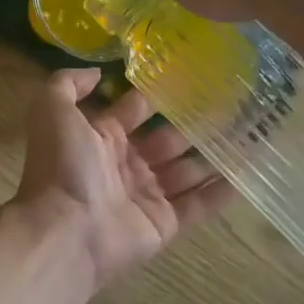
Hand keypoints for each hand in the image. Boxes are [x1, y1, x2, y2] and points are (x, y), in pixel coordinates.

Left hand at [15, 69, 233, 292]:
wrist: (65, 231)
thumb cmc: (62, 166)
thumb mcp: (52, 111)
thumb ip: (67, 84)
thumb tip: (97, 73)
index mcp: (101, 138)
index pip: (134, 111)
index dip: (157, 96)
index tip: (190, 78)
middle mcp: (125, 164)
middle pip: (167, 140)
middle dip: (195, 124)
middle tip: (233, 104)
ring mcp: (146, 195)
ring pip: (187, 170)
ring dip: (215, 154)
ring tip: (251, 133)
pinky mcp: (165, 223)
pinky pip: (198, 204)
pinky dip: (221, 192)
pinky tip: (248, 173)